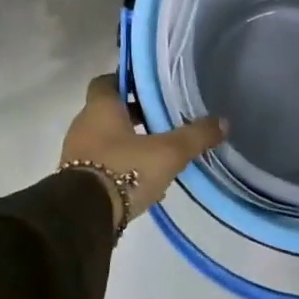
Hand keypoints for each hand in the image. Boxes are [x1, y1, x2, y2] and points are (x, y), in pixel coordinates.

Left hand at [61, 75, 225, 232]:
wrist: (84, 216)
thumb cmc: (124, 169)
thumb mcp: (168, 152)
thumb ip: (195, 136)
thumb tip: (223, 122)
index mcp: (100, 108)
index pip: (106, 81)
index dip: (127, 82)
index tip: (149, 88)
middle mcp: (83, 125)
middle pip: (109, 112)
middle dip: (133, 115)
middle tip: (161, 120)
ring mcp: (75, 154)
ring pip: (106, 139)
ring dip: (128, 143)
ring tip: (157, 154)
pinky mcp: (75, 180)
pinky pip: (101, 164)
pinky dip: (119, 167)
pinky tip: (143, 182)